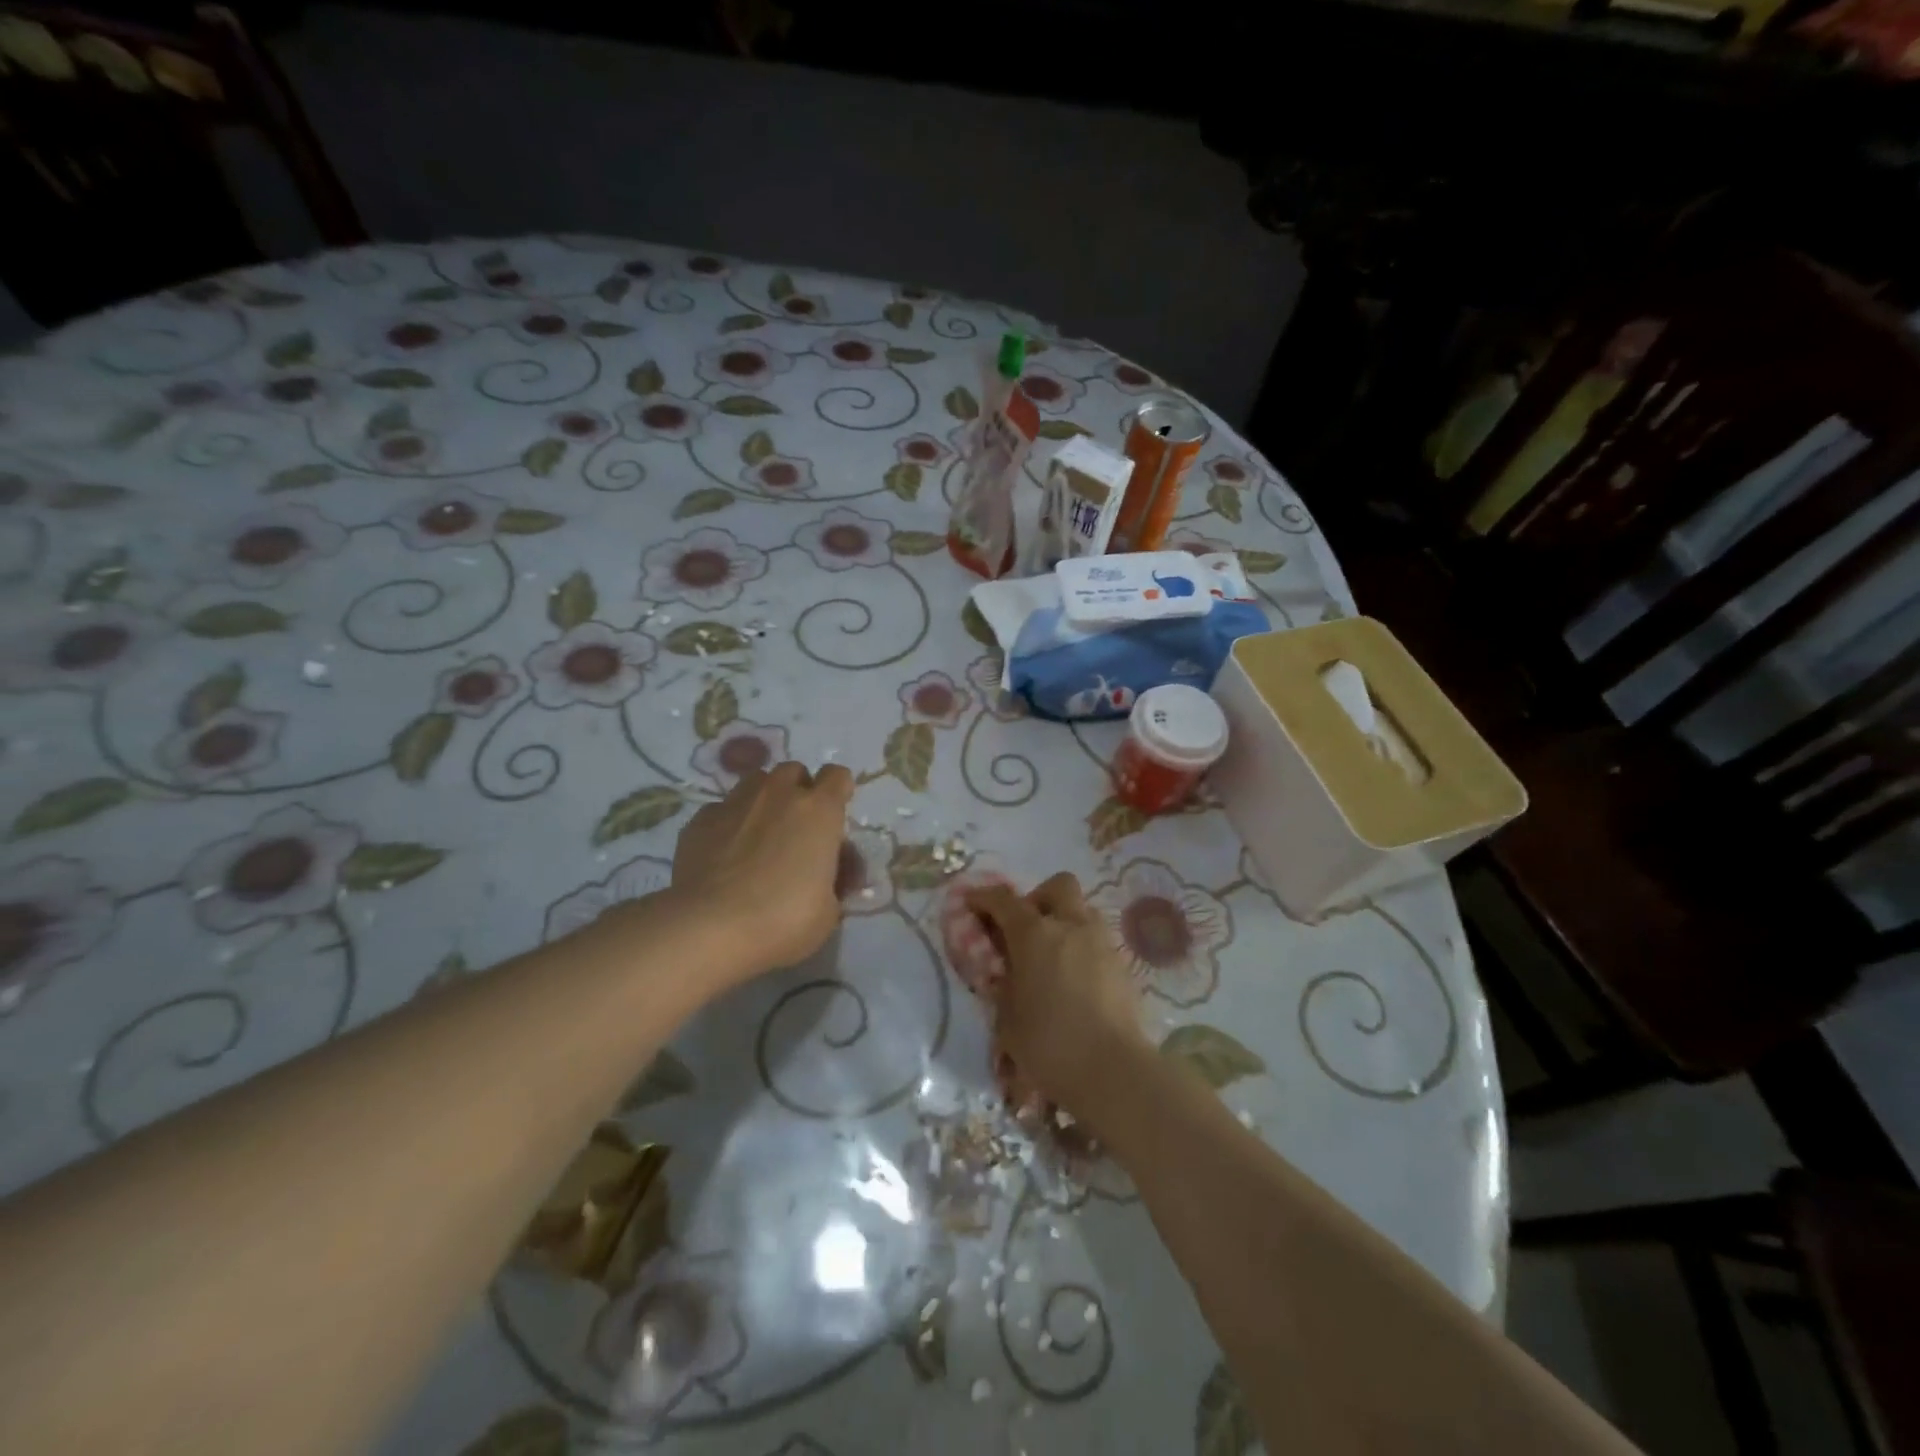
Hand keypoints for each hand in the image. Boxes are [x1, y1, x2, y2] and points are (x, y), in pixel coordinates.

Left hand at [670, 761, 853, 982]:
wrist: (710, 928)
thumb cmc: (783, 919)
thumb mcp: (828, 911)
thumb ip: (832, 883)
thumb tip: (827, 878)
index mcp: (819, 810)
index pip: (838, 776)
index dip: (839, 791)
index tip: (835, 815)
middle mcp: (779, 794)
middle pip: (794, 772)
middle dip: (799, 792)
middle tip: (797, 828)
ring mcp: (736, 802)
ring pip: (756, 782)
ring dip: (764, 800)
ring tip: (760, 834)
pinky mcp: (700, 820)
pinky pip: (722, 809)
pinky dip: (729, 823)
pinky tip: (725, 853)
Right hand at [964, 873, 1148, 1125]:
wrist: (1113, 1071)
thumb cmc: (1049, 1044)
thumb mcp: (1007, 1017)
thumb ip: (1003, 984)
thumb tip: (1007, 970)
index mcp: (1035, 933)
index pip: (1004, 900)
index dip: (983, 897)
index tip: (970, 902)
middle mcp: (1071, 926)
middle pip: (1058, 886)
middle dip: (1038, 898)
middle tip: (1025, 928)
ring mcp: (1101, 942)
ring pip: (1082, 910)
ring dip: (1064, 921)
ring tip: (1051, 956)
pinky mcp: (1122, 965)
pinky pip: (1096, 940)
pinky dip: (1081, 947)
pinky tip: (1073, 979)